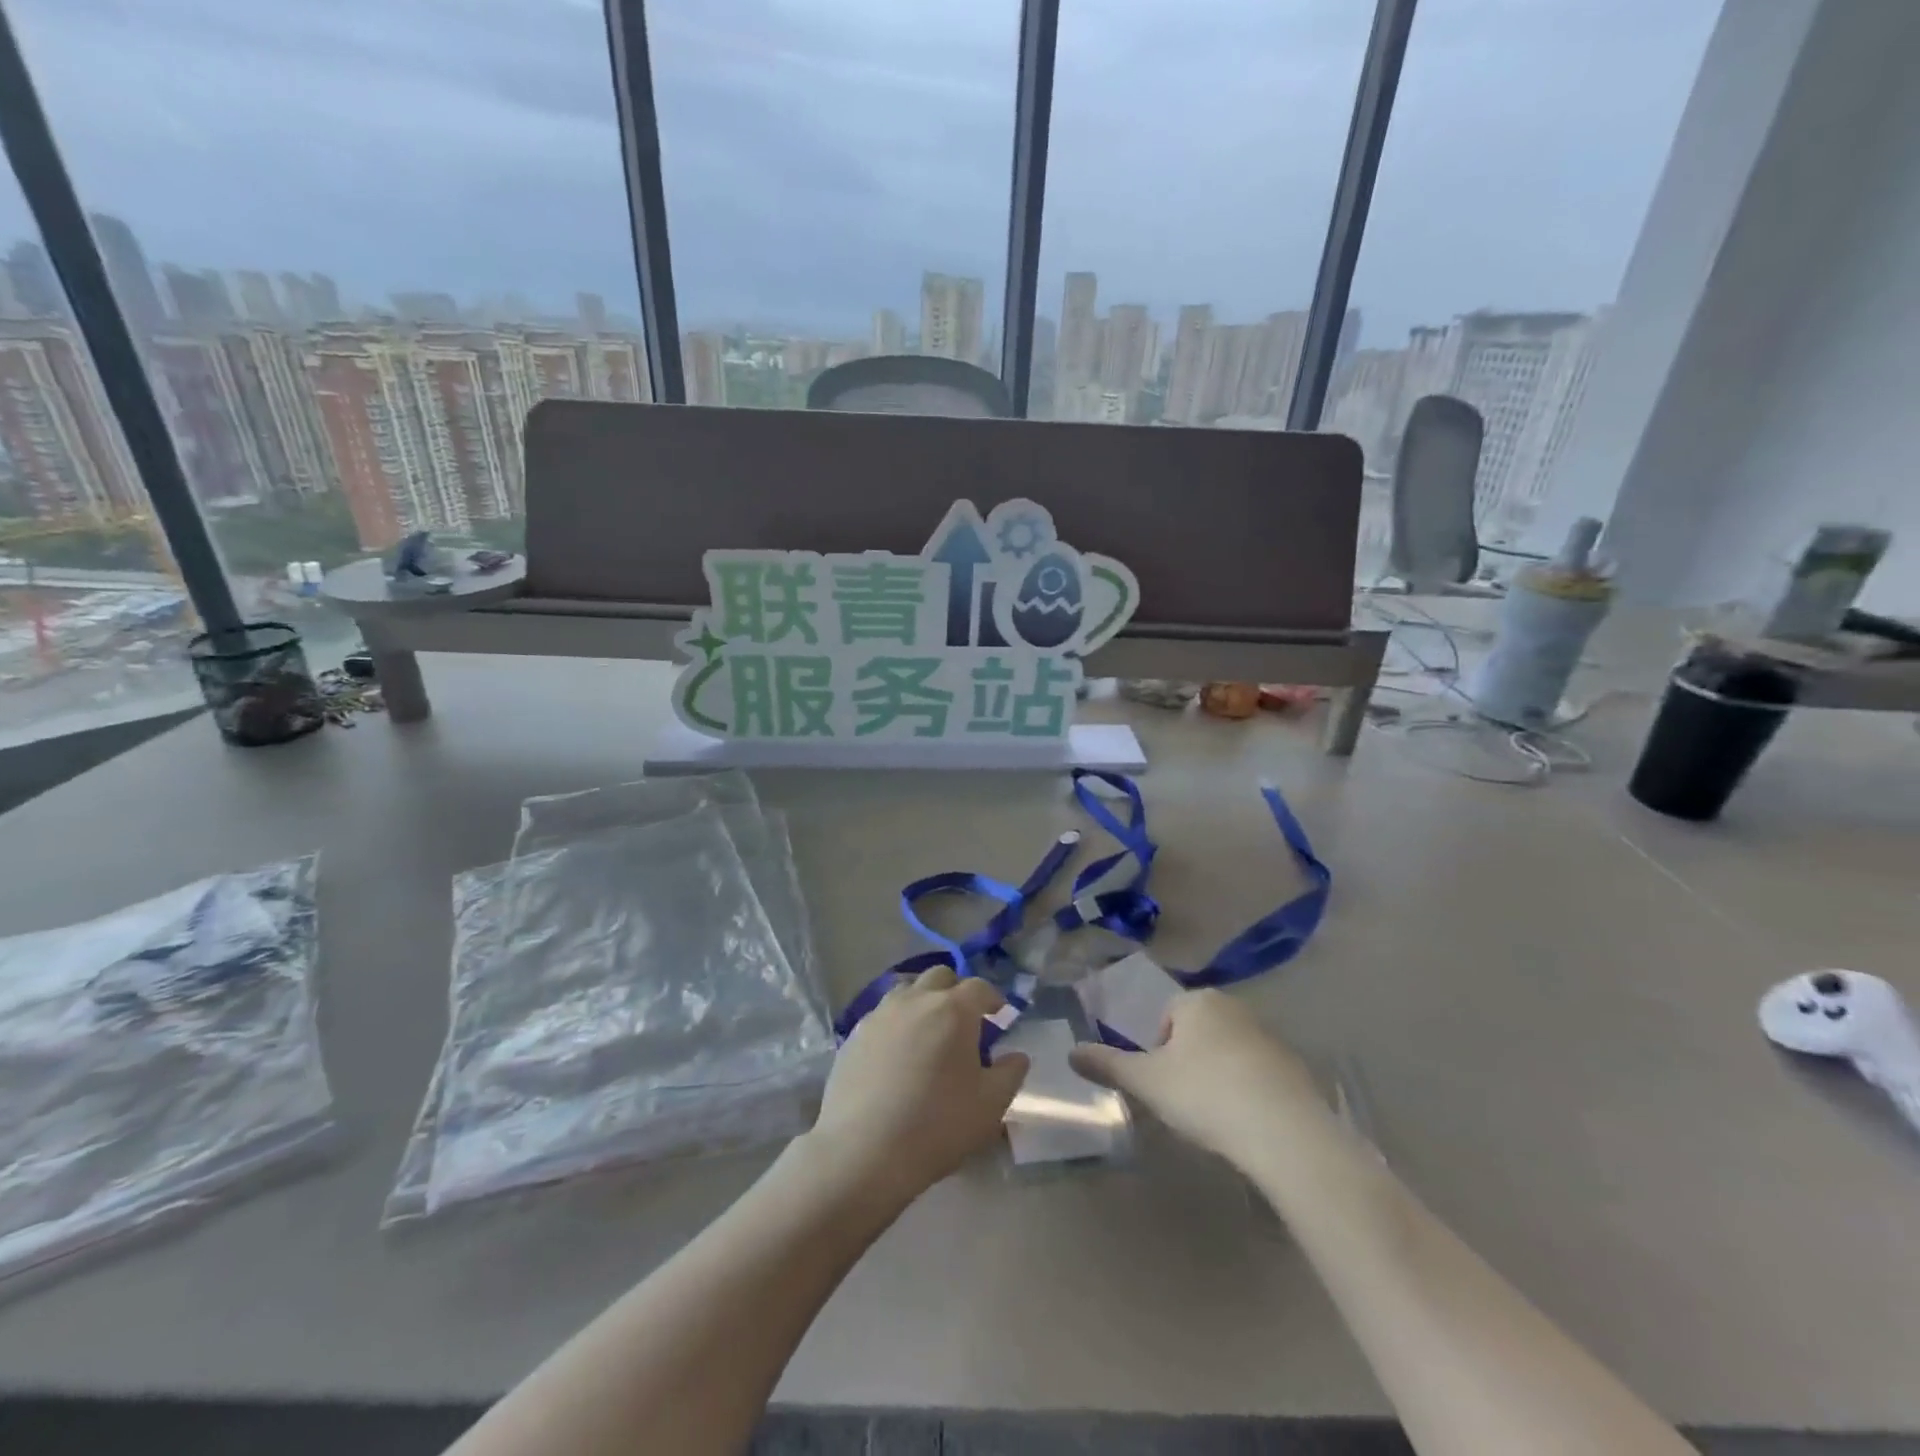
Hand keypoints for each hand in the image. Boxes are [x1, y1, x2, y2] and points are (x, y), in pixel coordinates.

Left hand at [808, 967, 1029, 1203]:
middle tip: (964, 1021)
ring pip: (907, 991)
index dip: (992, 998)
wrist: (863, 1150)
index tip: (999, 1014)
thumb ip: (1010, 1074)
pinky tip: (897, 1055)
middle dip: (956, 992)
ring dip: (923, 1002)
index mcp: (953, 1009)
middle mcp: (916, 1000)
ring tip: (928, 1033)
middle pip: (940, 977)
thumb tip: (1017, 1056)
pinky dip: (896, 1024)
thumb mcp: (990, 1105)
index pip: (979, 987)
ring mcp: (880, 1014)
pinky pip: (882, 1016)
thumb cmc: (937, 1124)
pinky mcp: (855, 1034)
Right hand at [1069, 989, 1325, 1167]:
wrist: (1284, 1131)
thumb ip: (1107, 1064)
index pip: (1167, 1016)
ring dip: (1220, 1077)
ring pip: (1230, 1053)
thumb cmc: (1204, 1093)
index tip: (1163, 1084)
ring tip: (1217, 1117)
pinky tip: (1247, 1125)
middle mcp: (1235, 1007)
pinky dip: (1250, 1093)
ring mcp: (1270, 1036)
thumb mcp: (1146, 1082)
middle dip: (1189, 1062)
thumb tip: (1070, 1052)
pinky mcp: (1296, 1068)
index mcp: (1197, 1001)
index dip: (1159, 1051)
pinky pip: (1260, 1075)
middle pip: (1199, 1032)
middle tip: (1185, 1101)